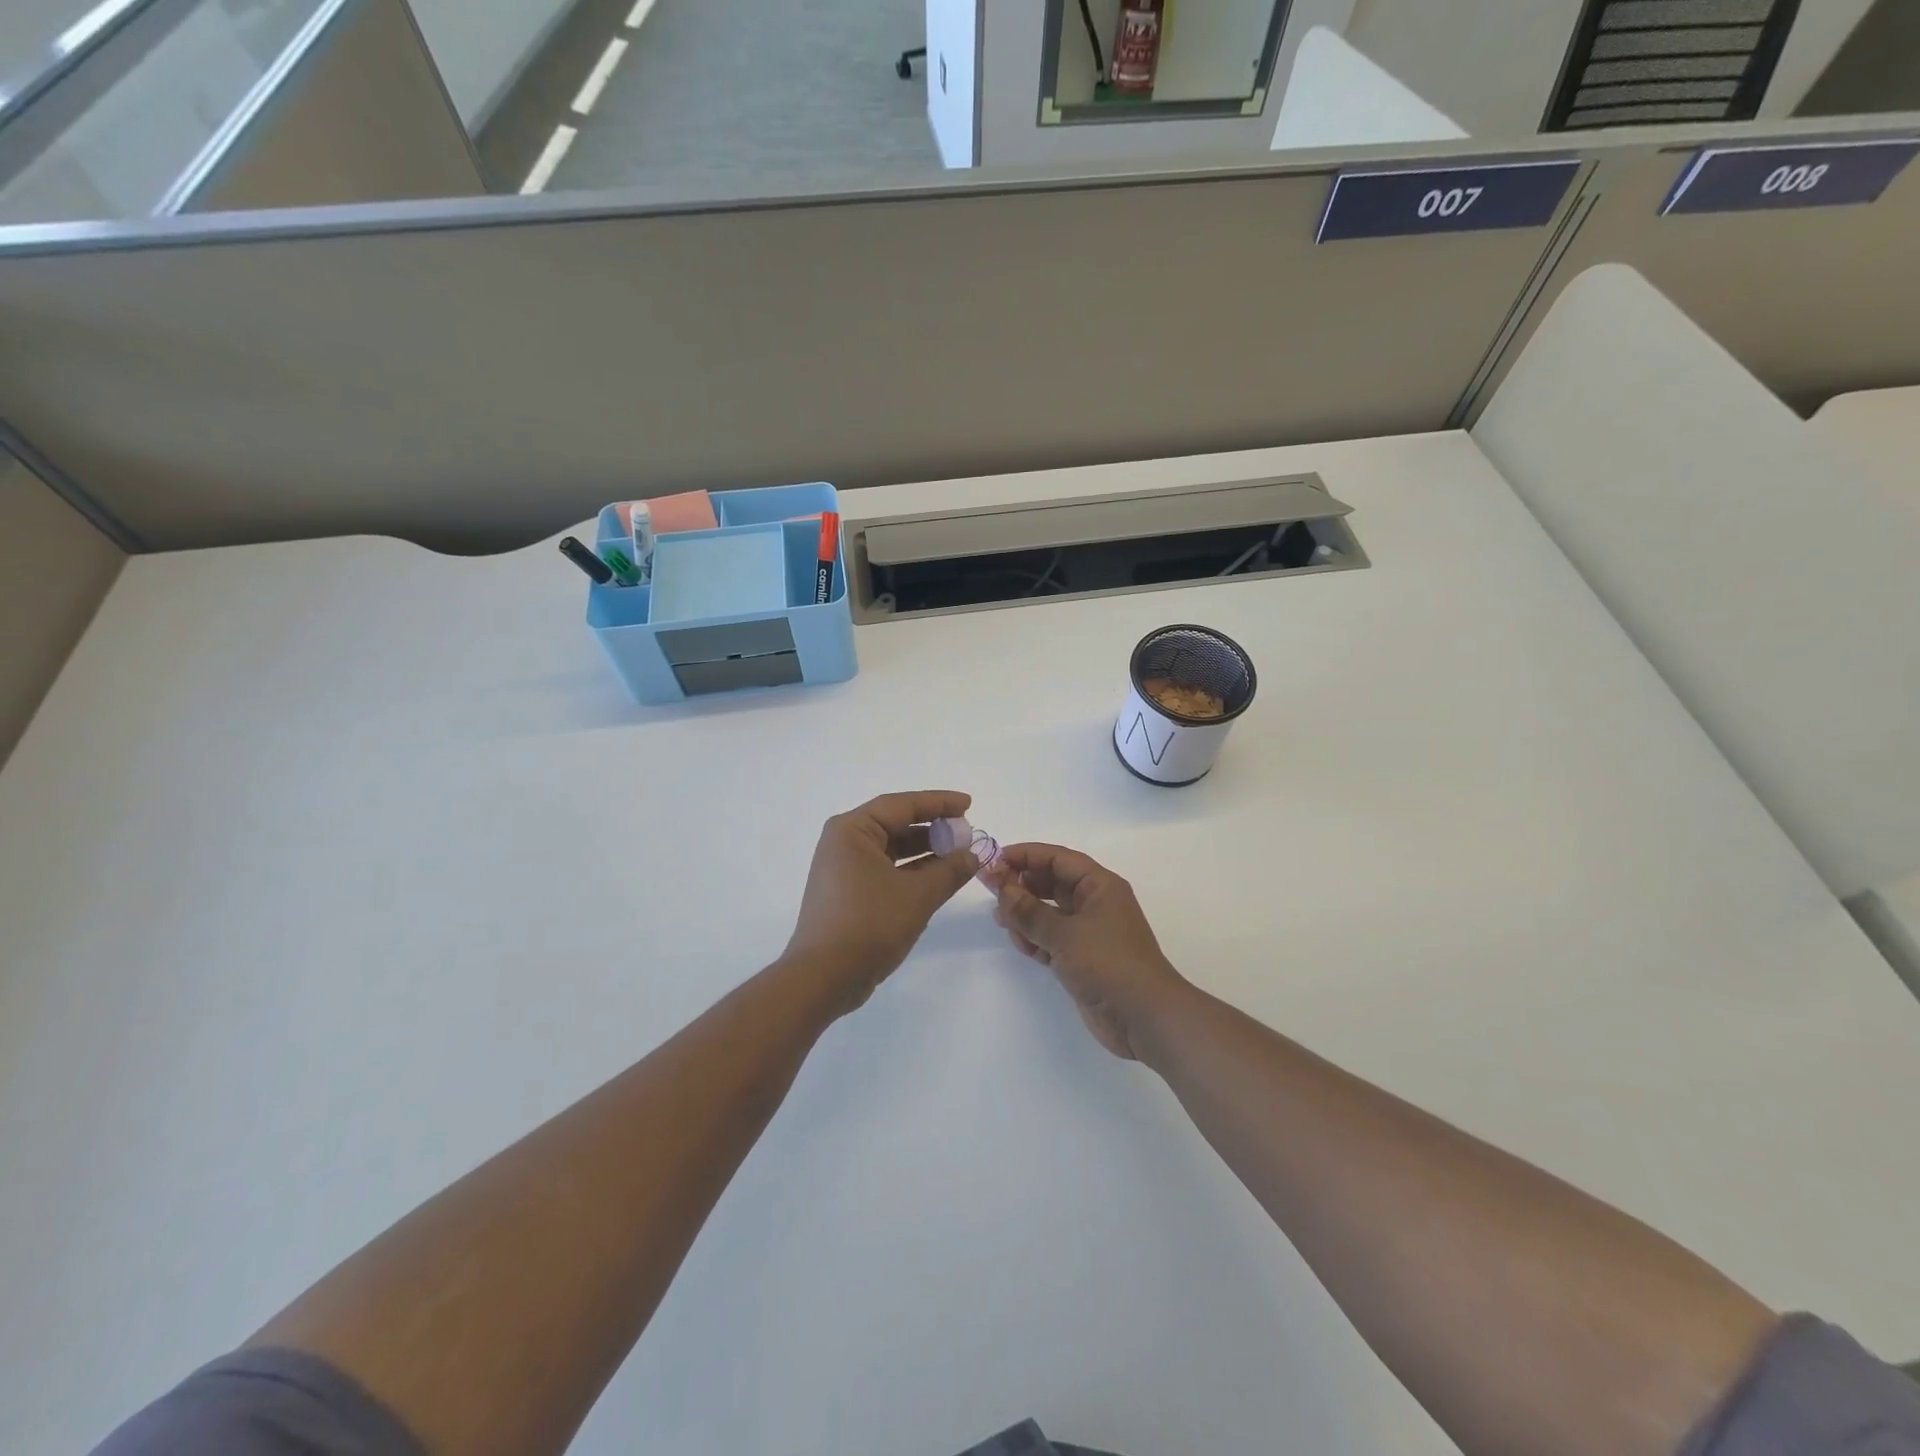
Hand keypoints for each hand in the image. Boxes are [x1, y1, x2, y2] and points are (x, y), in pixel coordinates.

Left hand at [784, 791, 981, 1012]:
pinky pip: (885, 871)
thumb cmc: (869, 924)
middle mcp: (843, 843)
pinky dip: (911, 872)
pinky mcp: (848, 893)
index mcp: (852, 830)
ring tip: (959, 855)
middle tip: (966, 832)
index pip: (902, 805)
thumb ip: (950, 870)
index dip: (939, 803)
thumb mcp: (918, 895)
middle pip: (895, 824)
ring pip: (891, 850)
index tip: (968, 804)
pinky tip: (938, 878)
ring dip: (925, 852)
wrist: (823, 978)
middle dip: (933, 828)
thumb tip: (973, 853)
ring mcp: (843, 869)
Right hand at [988, 843, 1188, 1060]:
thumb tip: (1003, 891)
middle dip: (1022, 884)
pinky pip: (1051, 938)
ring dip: (1025, 913)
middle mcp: (1094, 903)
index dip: (1027, 855)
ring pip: (1049, 912)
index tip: (995, 860)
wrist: (1144, 1017)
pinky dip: (1033, 938)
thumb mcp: (1065, 934)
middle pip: (1052, 883)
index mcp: (1100, 886)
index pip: (1058, 858)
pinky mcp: (1081, 958)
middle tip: (990, 889)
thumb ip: (1030, 912)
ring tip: (1000, 919)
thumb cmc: (1109, 964)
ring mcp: (1088, 932)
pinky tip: (1016, 940)